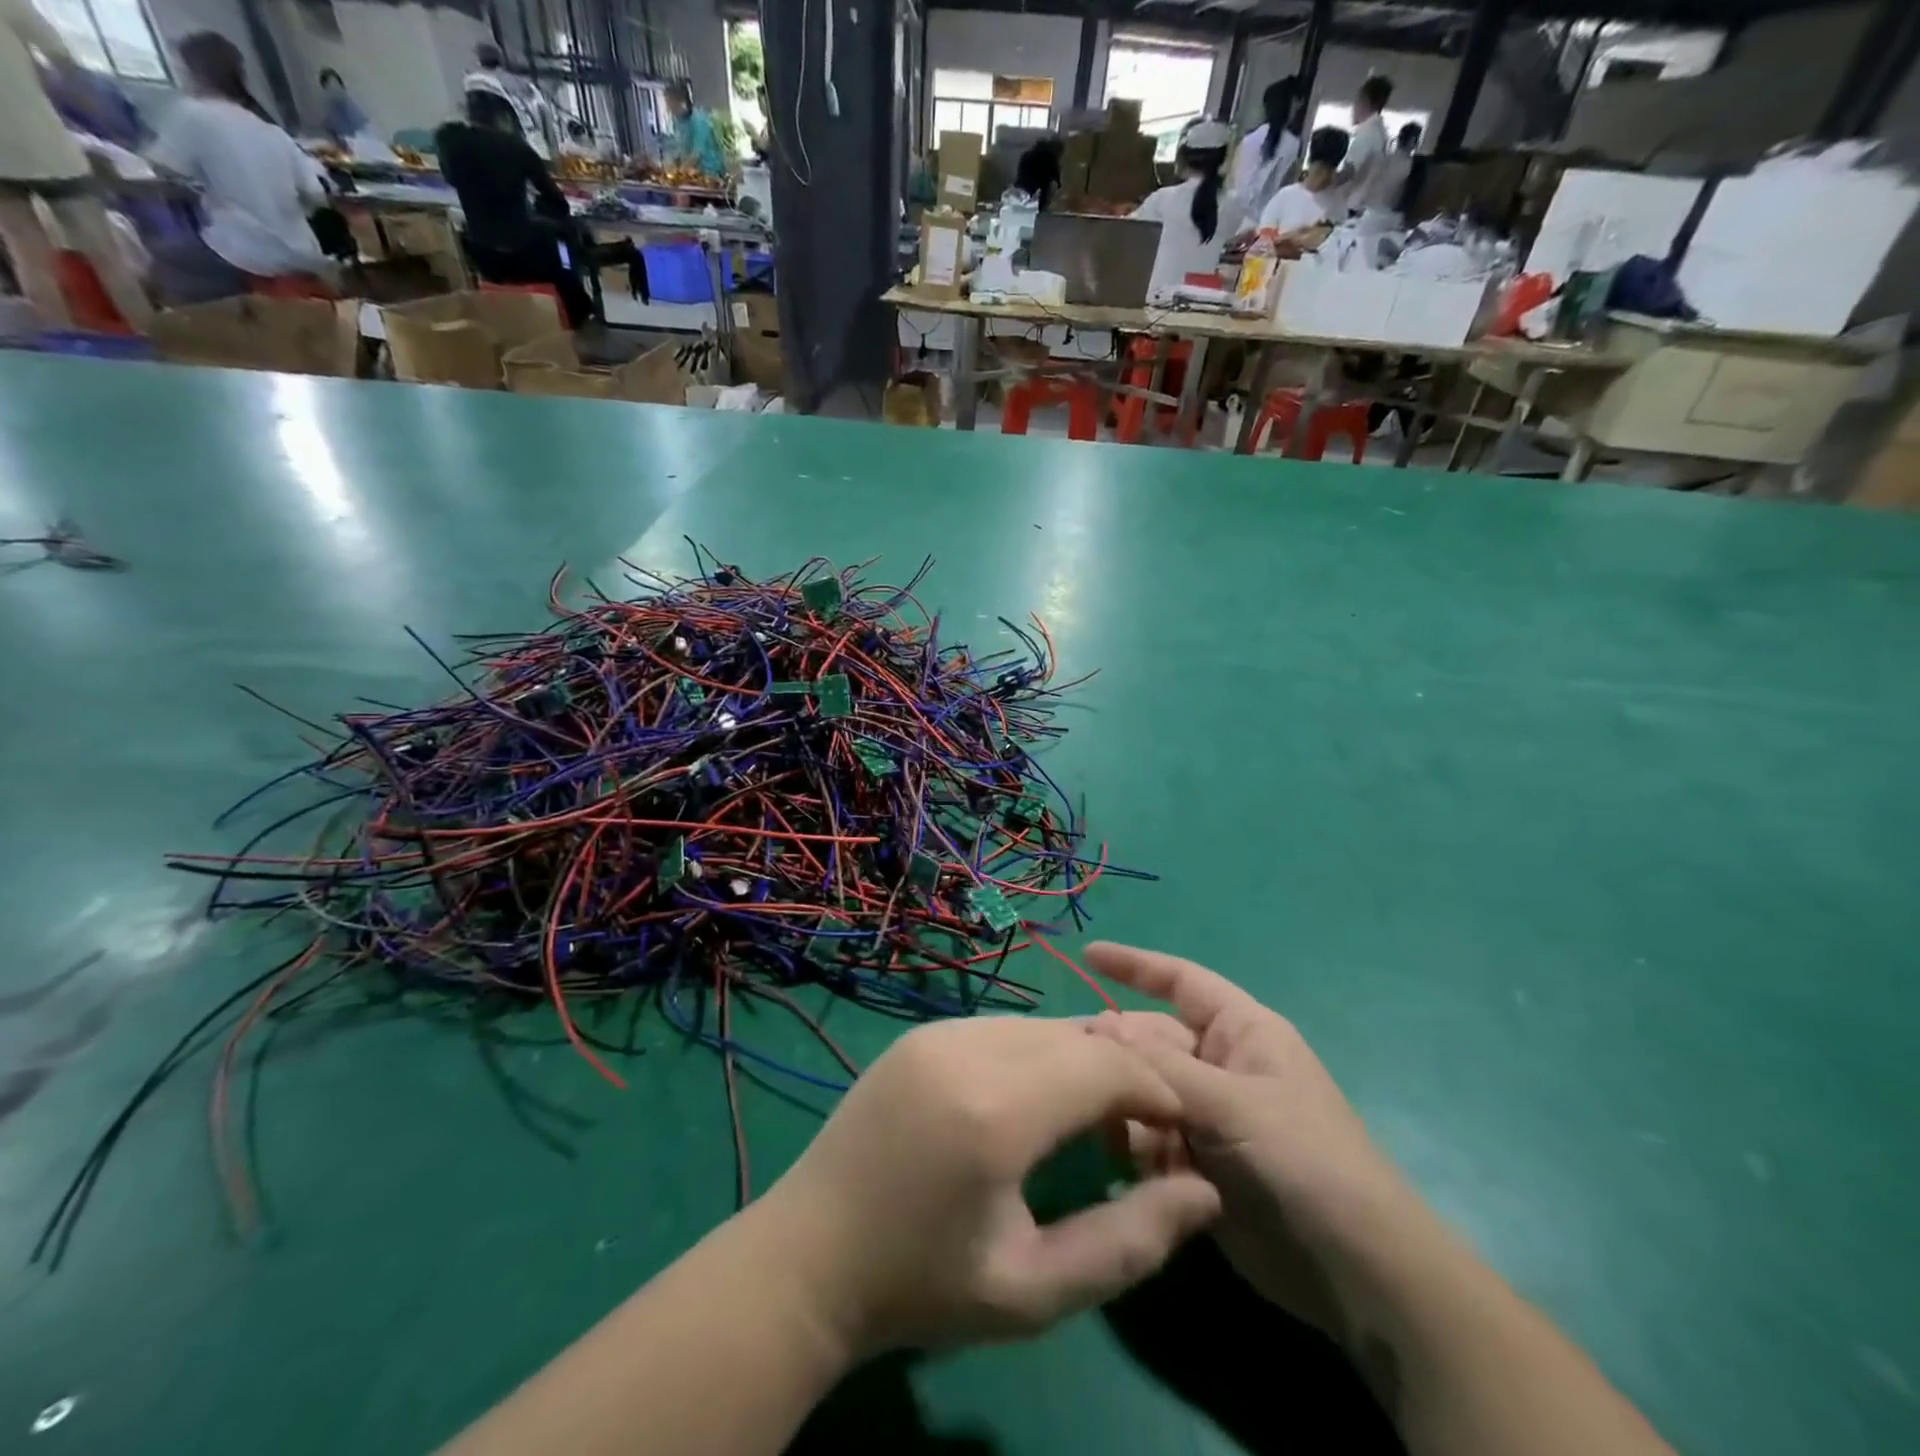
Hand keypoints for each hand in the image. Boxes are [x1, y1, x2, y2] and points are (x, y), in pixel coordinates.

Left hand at [760, 1016, 1220, 1359]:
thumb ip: (1129, 1243)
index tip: (1175, 1130)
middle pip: (1074, 1035)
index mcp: (994, 1108)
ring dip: (1078, 1060)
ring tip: (1090, 1119)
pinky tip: (1034, 1102)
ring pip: (1038, 1026)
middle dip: (1121, 1071)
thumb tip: (1205, 1192)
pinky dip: (1037, 1054)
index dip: (1154, 1089)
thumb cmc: (923, 1284)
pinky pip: (1001, 1028)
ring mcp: (936, 1031)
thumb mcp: (1034, 1291)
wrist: (810, 1256)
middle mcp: (966, 1047)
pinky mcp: (918, 1033)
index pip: (1104, 1064)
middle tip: (1137, 1129)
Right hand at [1085, 942, 1426, 1340]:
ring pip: (1144, 1092)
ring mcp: (1207, 1116)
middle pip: (1151, 1041)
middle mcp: (1219, 1066)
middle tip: (1070, 1068)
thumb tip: (1098, 1023)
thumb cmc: (1304, 1160)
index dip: (1135, 965)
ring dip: (1124, 1108)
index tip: (1087, 955)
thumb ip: (1162, 1066)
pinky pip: (1149, 1140)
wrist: (1355, 1272)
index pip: (1180, 980)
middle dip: (1117, 1054)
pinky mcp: (1197, 1163)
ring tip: (1106, 1128)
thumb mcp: (1233, 1104)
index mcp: (1240, 1031)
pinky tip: (1130, 1168)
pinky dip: (1136, 1150)